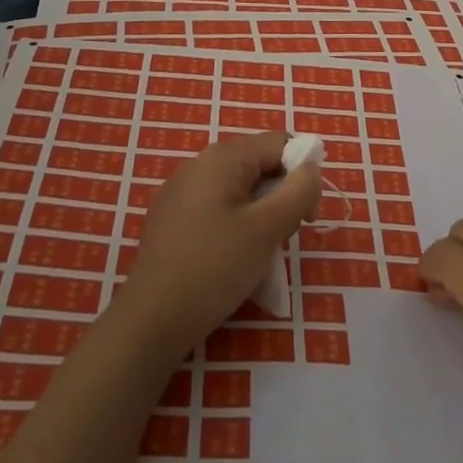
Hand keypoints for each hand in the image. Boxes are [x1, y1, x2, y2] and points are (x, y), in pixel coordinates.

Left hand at [117, 132, 321, 359]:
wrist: (152, 319)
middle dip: (281, 196)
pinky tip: (231, 259)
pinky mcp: (171, 218)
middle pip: (258, 165)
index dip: (303, 174)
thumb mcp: (268, 229)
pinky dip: (235, 225)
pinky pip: (217, 208)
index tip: (307, 218)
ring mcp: (181, 191)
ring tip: (259, 254)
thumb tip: (311, 168)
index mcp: (222, 157)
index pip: (279, 144)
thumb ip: (298, 191)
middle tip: (284, 238)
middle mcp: (199, 163)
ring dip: (260, 215)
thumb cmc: (214, 268)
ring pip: (239, 189)